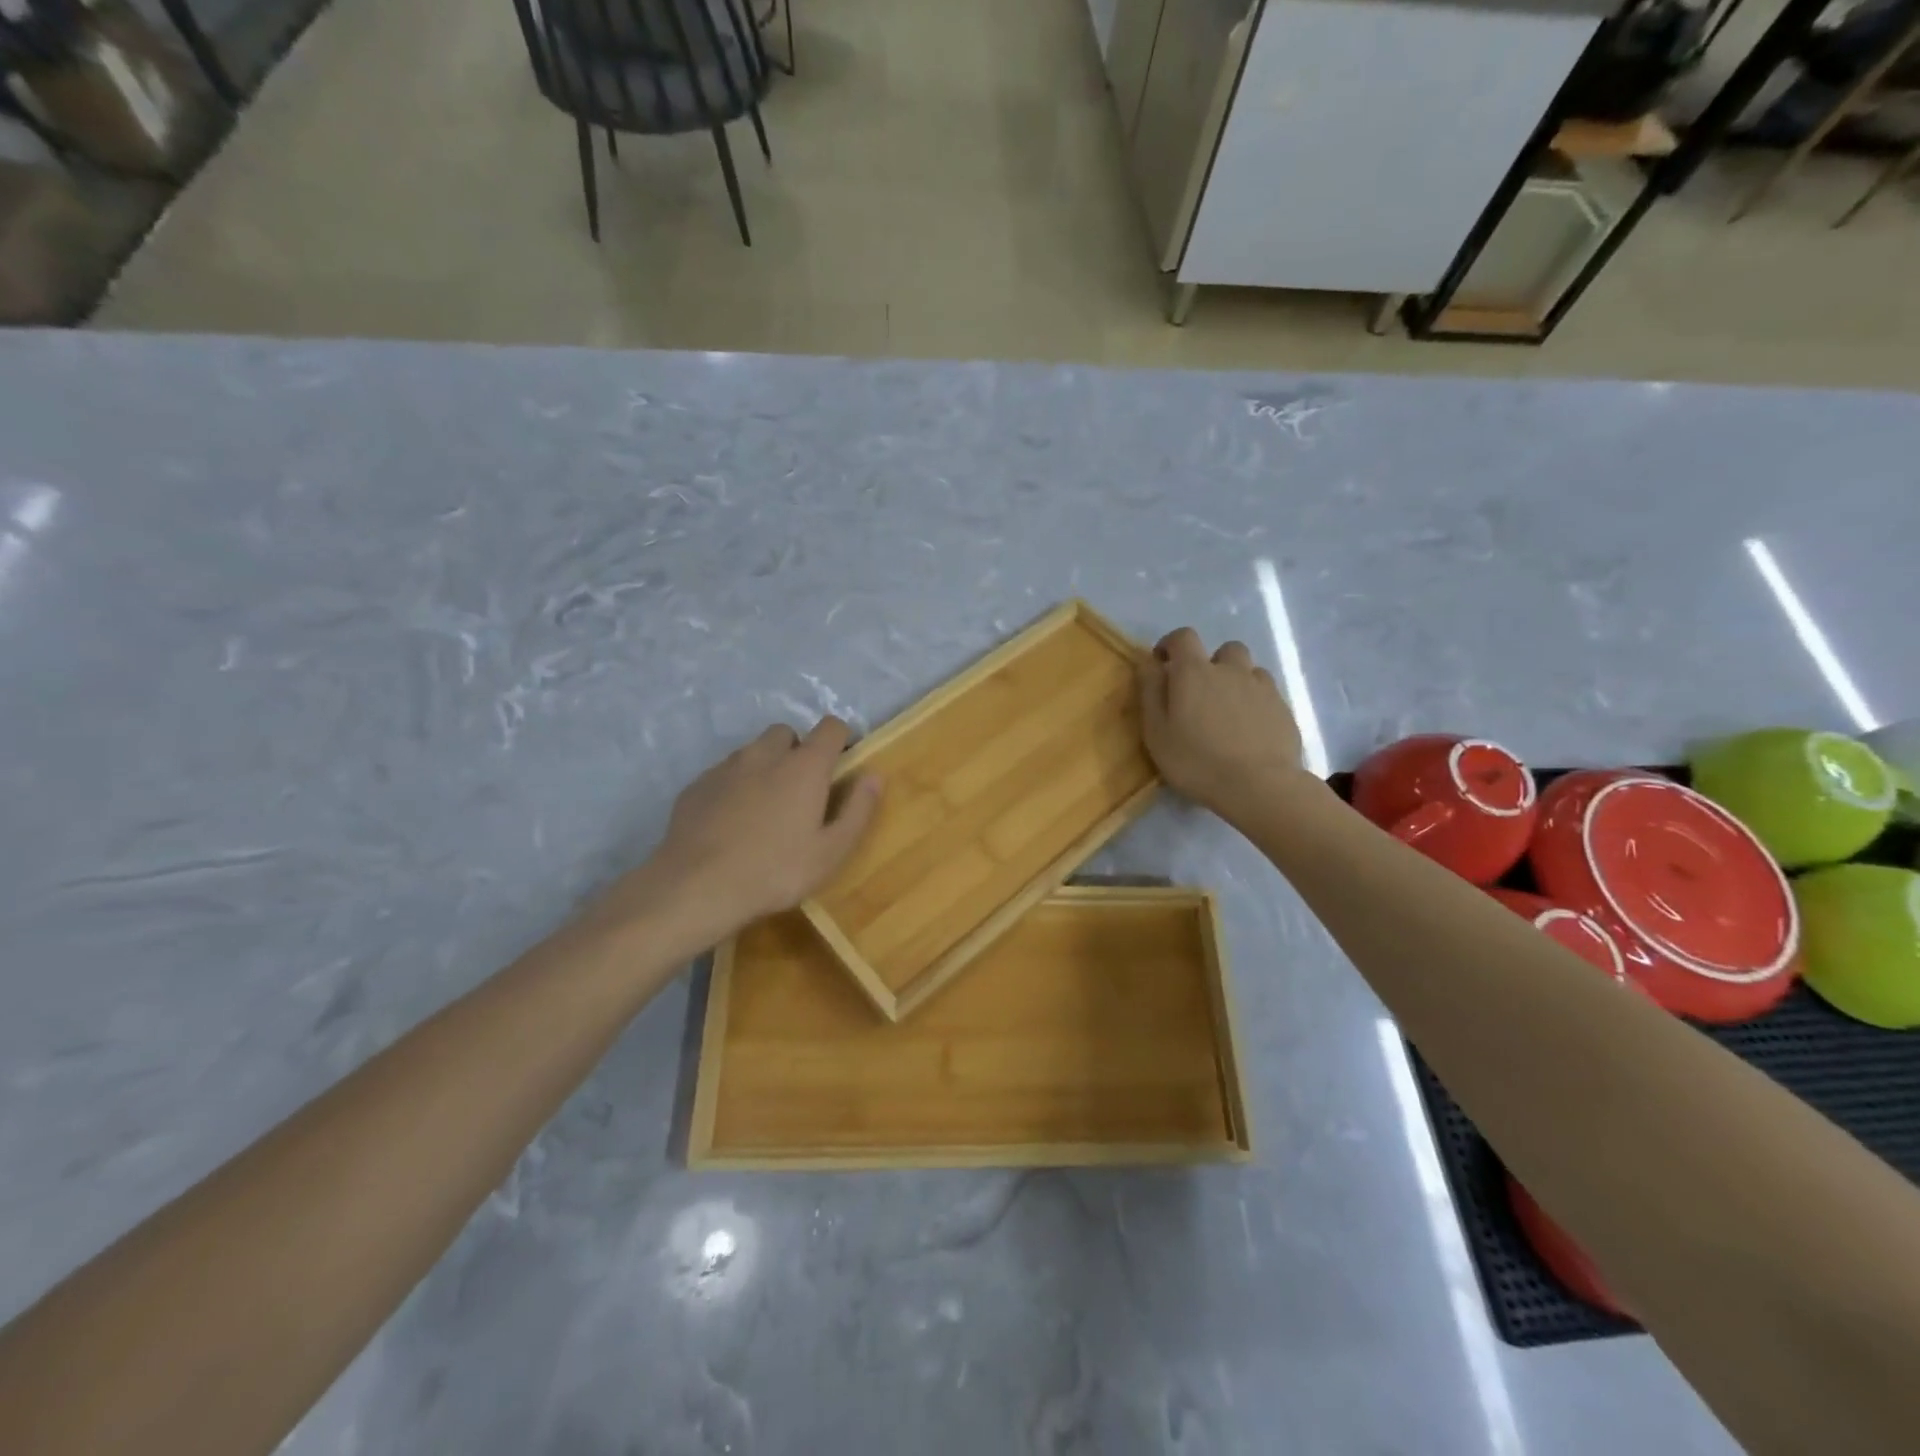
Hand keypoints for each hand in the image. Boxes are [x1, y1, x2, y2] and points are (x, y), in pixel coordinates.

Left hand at [640, 718, 881, 937]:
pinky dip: (735, 786)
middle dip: (798, 751)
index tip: (841, 764)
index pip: (830, 727)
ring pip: (753, 751)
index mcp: (804, 766)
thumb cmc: (776, 871)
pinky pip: (725, 773)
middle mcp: (765, 754)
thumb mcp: (831, 851)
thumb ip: (858, 810)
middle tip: (801, 790)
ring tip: (765, 808)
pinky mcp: (697, 785)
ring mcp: (726, 767)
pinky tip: (732, 821)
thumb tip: (874, 776)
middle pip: (787, 733)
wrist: (697, 887)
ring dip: (765, 766)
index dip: (840, 739)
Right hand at [1138, 628, 1309, 818]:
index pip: (1183, 637)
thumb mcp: (1156, 731)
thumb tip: (1149, 662)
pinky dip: (1255, 702)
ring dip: (1236, 681)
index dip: (1171, 645)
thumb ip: (1150, 691)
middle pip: (1224, 649)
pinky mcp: (1283, 709)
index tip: (1163, 665)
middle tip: (1201, 694)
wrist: (1259, 786)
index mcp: (1195, 672)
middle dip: (1211, 663)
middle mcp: (1231, 670)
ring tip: (1227, 712)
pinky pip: (1266, 694)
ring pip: (1249, 670)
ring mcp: (1262, 687)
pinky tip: (1250, 729)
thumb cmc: (1196, 760)